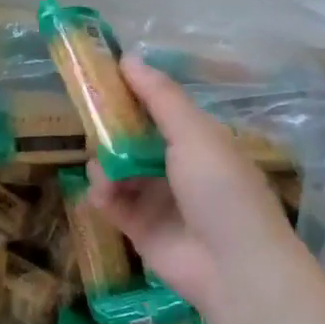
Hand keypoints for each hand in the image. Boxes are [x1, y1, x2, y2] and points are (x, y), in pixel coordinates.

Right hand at [86, 57, 298, 317]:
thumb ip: (160, 97)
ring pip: (118, 169)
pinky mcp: (140, 229)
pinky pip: (111, 203)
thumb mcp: (194, 133)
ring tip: (106, 170)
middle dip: (111, 129)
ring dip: (105, 164)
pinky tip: (104, 193)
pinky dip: (103, 194)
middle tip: (90, 120)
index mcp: (197, 140)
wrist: (234, 266)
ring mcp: (158, 199)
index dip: (131, 93)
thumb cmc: (220, 189)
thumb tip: (128, 57)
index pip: (158, 109)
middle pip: (132, 139)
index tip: (101, 78)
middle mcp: (177, 167)